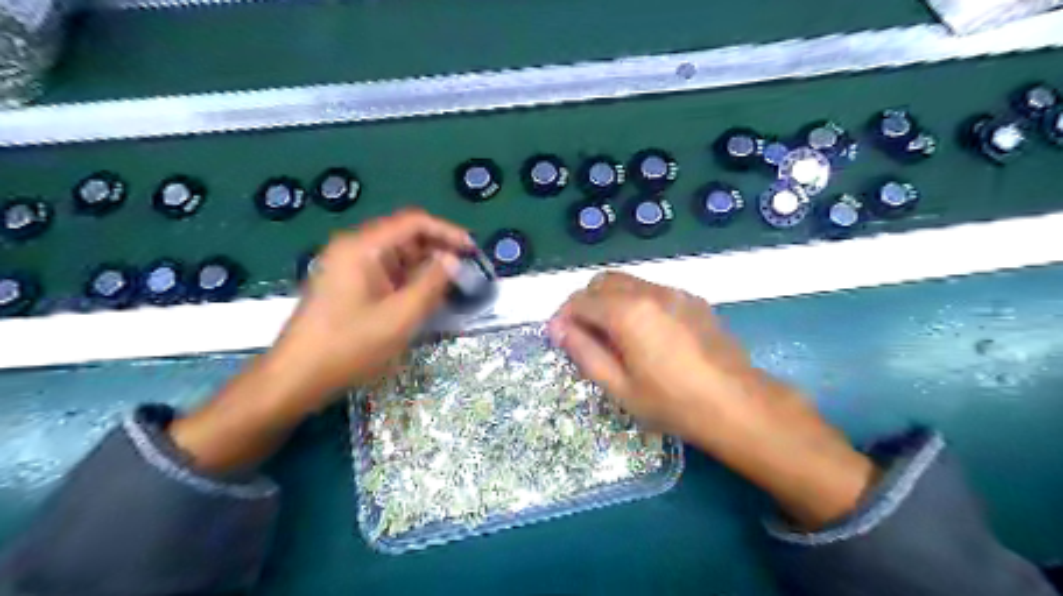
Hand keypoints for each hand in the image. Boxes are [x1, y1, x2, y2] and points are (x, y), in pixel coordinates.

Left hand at [264, 208, 467, 410]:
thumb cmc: (349, 345)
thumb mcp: (400, 316)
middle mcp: (354, 248)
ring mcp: (349, 266)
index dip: (447, 232)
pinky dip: (408, 281)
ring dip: (425, 267)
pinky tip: (425, 298)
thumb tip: (453, 260)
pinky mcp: (348, 285)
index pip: (413, 222)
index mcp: (362, 247)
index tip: (473, 250)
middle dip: (438, 251)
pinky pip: (386, 273)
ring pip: (397, 256)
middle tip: (466, 272)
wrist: (296, 377)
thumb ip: (432, 284)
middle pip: (405, 236)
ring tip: (451, 287)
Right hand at [547, 270, 773, 442]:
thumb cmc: (672, 402)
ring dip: (610, 300)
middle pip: (602, 281)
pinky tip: (645, 333)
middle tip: (584, 335)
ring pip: (628, 282)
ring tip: (613, 335)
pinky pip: (652, 290)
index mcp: (627, 312)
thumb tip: (558, 329)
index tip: (559, 338)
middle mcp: (649, 292)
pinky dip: (635, 302)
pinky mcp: (692, 300)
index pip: (580, 300)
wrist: (737, 404)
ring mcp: (674, 292)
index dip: (563, 317)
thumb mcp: (619, 386)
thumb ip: (584, 352)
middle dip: (585, 303)